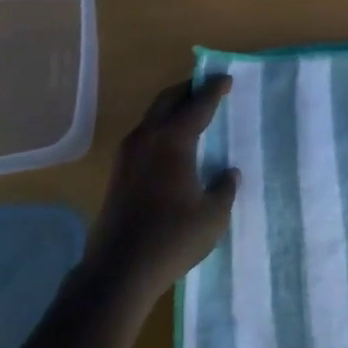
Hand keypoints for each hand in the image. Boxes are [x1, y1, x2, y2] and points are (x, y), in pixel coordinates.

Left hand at [85, 76, 240, 304]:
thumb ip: (224, 189)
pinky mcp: (118, 171)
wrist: (119, 269)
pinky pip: (144, 134)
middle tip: (207, 88)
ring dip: (172, 108)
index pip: (198, 104)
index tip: (226, 79)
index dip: (214, 90)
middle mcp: (148, 136)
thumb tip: (228, 173)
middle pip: (169, 100)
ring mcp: (128, 153)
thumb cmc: (172, 238)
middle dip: (188, 90)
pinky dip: (161, 127)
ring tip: (191, 113)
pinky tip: (172, 145)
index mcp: (173, 139)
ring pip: (153, 116)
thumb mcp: (212, 216)